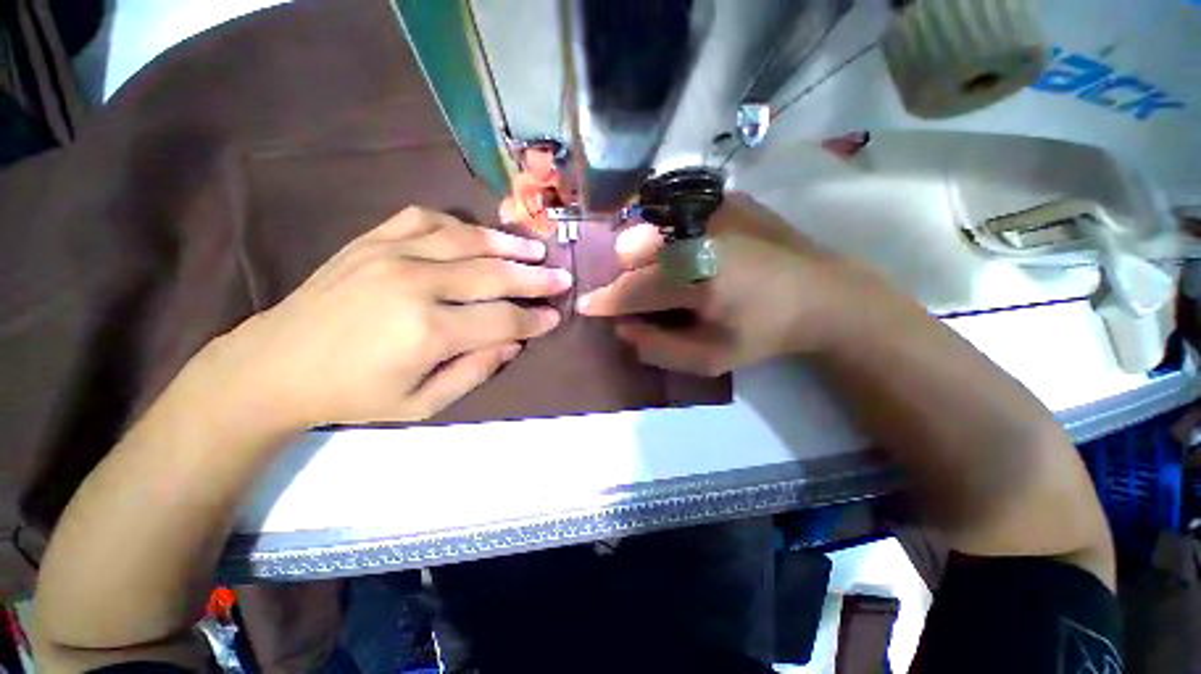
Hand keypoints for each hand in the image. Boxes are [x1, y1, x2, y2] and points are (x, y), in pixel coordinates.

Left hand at [201, 207, 570, 429]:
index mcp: (428, 332)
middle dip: (536, 278)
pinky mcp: (372, 240)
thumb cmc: (354, 394)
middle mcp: (415, 284)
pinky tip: (476, 235)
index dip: (534, 319)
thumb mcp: (422, 404)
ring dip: (508, 245)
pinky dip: (458, 224)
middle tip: (562, 277)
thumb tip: (513, 343)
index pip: (502, 320)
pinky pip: (426, 218)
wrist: (275, 365)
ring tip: (535, 250)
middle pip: (494, 274)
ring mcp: (391, 253)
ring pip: (467, 240)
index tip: (556, 317)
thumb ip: (475, 371)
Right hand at [577, 193, 872, 374]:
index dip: (605, 299)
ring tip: (666, 274)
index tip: (586, 305)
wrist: (824, 294)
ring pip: (651, 228)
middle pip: (634, 249)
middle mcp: (699, 235)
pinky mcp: (727, 198)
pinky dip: (668, 234)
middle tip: (643, 295)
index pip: (633, 290)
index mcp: (698, 278)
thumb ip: (659, 348)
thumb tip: (623, 328)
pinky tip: (688, 251)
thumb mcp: (711, 359)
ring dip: (646, 254)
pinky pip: (676, 214)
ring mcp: (714, 209)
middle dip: (627, 275)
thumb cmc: (766, 333)